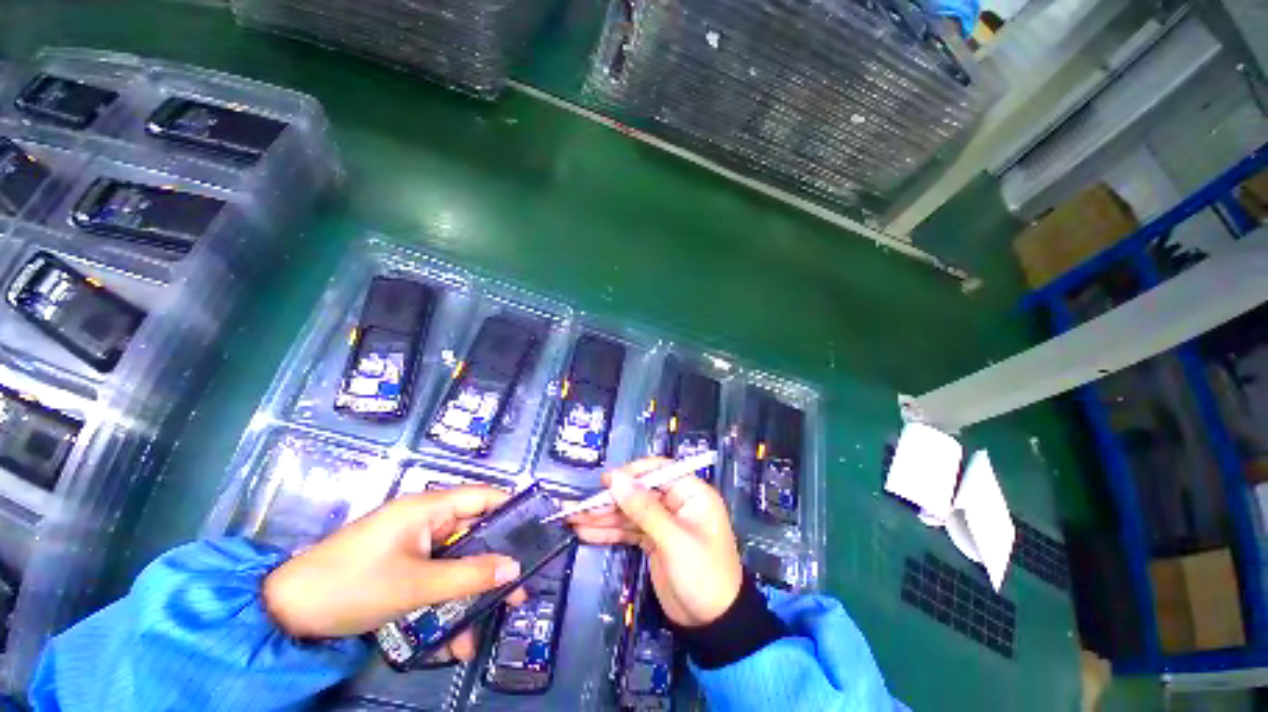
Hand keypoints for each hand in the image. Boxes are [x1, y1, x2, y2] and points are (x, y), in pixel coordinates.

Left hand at [263, 485, 526, 660]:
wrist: (285, 613)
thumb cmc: (352, 586)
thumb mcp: (415, 586)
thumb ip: (469, 576)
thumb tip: (515, 568)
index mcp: (431, 507)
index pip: (486, 497)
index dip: (514, 511)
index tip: (537, 536)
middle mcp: (427, 519)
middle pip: (475, 533)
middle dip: (495, 565)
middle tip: (517, 593)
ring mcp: (413, 543)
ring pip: (456, 562)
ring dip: (468, 594)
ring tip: (481, 629)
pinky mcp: (402, 564)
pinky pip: (435, 578)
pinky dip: (445, 602)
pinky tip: (449, 638)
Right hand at [569, 458, 742, 626]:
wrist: (713, 625)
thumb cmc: (703, 575)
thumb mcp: (673, 540)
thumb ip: (644, 509)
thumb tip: (616, 479)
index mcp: (691, 493)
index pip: (658, 471)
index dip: (632, 473)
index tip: (606, 481)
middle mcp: (676, 502)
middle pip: (639, 492)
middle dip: (610, 500)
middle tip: (580, 506)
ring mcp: (663, 522)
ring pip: (630, 512)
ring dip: (603, 516)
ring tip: (573, 518)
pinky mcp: (653, 540)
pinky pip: (629, 530)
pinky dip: (609, 531)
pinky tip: (586, 532)